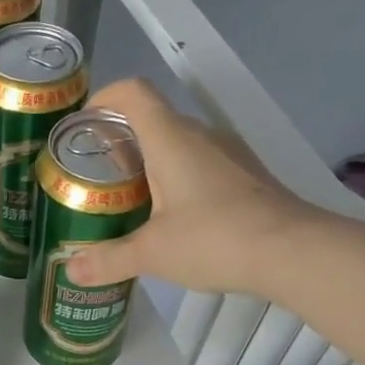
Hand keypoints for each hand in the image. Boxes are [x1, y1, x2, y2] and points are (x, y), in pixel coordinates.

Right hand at [64, 78, 310, 293]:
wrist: (294, 251)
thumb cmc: (214, 238)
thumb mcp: (151, 253)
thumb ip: (108, 260)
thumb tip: (71, 271)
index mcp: (170, 138)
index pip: (132, 93)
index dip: (103, 98)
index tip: (82, 125)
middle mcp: (200, 135)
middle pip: (152, 119)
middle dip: (119, 141)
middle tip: (96, 177)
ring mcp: (228, 153)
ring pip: (178, 143)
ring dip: (150, 162)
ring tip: (129, 200)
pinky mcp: (247, 175)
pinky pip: (201, 163)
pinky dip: (177, 178)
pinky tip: (172, 217)